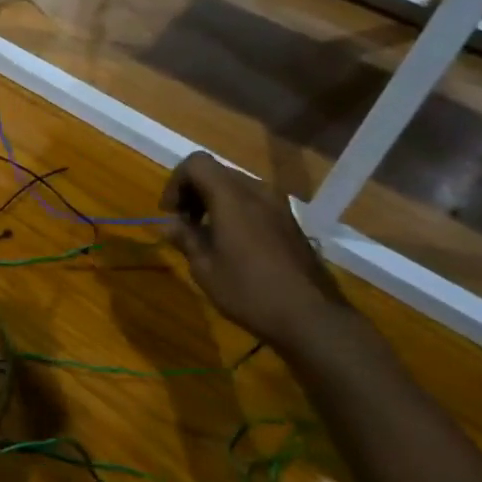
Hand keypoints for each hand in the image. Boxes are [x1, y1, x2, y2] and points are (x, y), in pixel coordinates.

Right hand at [161, 153, 354, 355]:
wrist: (311, 317)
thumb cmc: (249, 291)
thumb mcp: (205, 268)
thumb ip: (185, 238)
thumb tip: (169, 225)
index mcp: (232, 196)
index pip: (196, 163)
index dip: (176, 182)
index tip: (170, 213)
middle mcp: (257, 191)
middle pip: (216, 172)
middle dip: (193, 192)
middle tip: (183, 224)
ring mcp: (279, 205)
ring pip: (236, 187)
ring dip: (214, 202)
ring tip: (206, 235)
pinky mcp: (291, 222)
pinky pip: (254, 202)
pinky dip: (235, 211)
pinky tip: (232, 244)